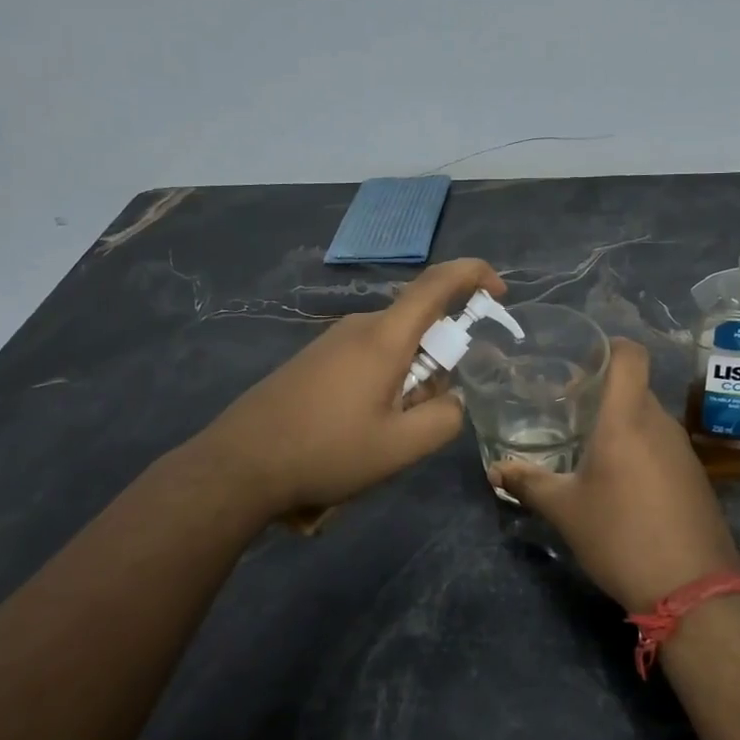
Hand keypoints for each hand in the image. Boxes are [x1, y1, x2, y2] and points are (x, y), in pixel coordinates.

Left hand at [197, 257, 508, 520]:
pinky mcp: (314, 360)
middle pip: (418, 327)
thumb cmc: (326, 450)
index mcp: (385, 336)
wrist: (239, 464)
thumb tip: (452, 400)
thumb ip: (445, 419)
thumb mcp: (400, 447)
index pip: (438, 283)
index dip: (474, 275)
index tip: (500, 291)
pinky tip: (355, 431)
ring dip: (407, 383)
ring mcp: (332, 341)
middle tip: (421, 417)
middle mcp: (359, 326)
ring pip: (393, 350)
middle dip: (437, 365)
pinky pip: (367, 360)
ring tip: (382, 435)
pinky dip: (381, 386)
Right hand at [493, 340, 739, 611]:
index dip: (608, 347)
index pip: (630, 355)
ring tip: (590, 448)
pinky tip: (621, 480)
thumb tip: (495, 469)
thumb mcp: (565, 510)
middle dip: (602, 393)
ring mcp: (683, 450)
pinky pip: (662, 444)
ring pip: (648, 417)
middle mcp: (660, 423)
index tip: (580, 361)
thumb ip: (529, 483)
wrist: (693, 589)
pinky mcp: (695, 476)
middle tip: (568, 410)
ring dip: (621, 423)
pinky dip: (640, 448)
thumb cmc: (621, 536)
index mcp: (627, 418)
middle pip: (634, 387)